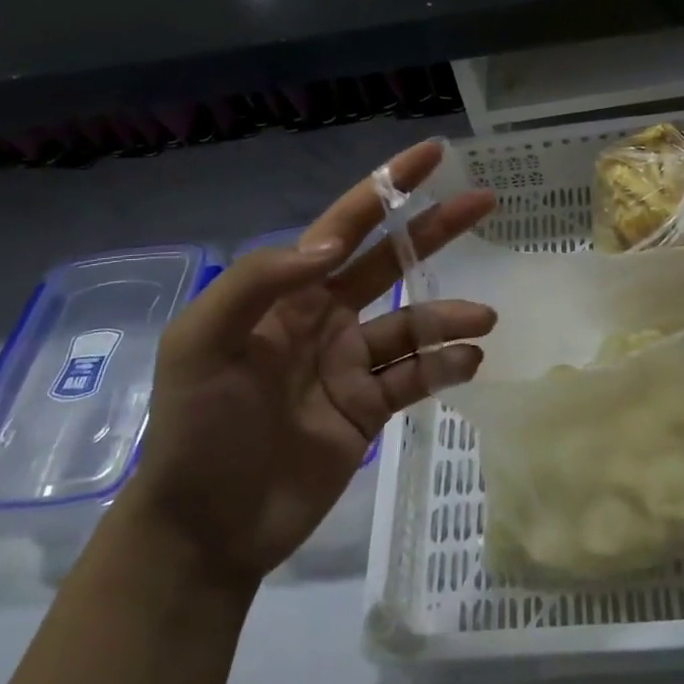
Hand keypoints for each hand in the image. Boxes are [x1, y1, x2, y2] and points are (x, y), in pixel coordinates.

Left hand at [124, 142, 496, 586]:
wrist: (206, 528)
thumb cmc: (198, 428)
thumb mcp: (202, 342)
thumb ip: (259, 281)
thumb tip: (331, 245)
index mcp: (288, 294)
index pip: (345, 225)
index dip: (387, 187)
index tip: (432, 155)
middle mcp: (326, 319)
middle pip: (391, 261)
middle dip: (436, 229)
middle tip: (486, 202)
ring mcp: (350, 365)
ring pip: (413, 325)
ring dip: (449, 315)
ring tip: (483, 318)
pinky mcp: (369, 410)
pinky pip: (416, 378)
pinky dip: (445, 365)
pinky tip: (469, 361)